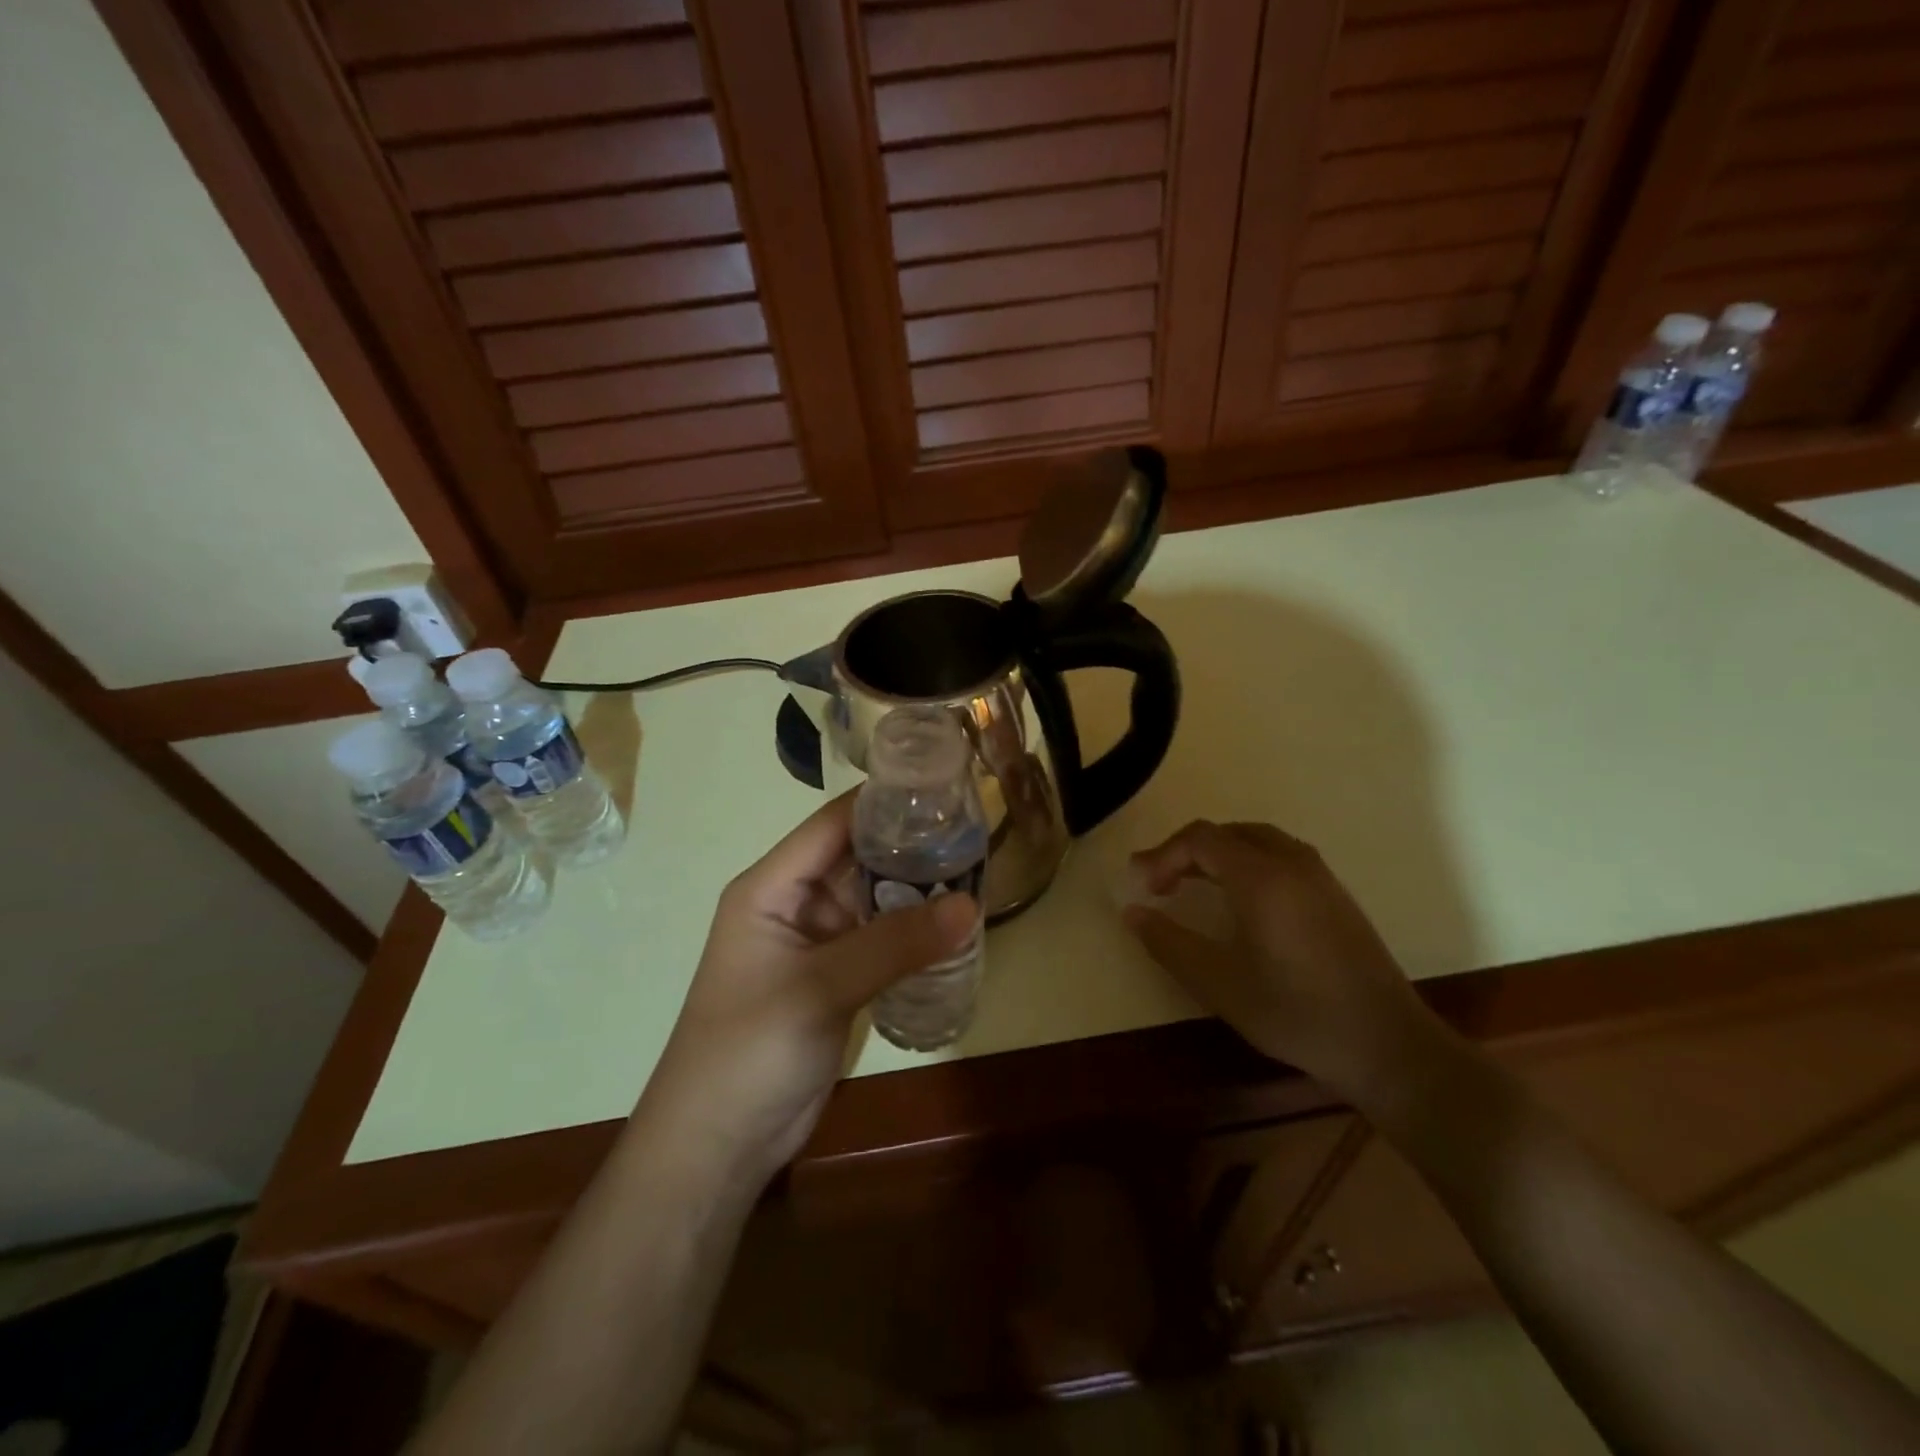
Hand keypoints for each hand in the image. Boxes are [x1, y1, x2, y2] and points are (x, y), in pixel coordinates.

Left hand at [644, 794, 975, 1177]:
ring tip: (978, 869)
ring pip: (875, 899)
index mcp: (771, 886)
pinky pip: (882, 940)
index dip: (883, 802)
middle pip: (859, 857)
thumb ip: (895, 944)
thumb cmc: (748, 1051)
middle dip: (912, 846)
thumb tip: (971, 904)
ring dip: (918, 890)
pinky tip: (957, 924)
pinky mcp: (837, 978)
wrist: (717, 1147)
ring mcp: (818, 943)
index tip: (942, 787)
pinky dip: (915, 932)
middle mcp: (795, 903)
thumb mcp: (819, 988)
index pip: (833, 825)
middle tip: (975, 831)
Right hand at [1123, 820, 1432, 1102]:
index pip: (1199, 839)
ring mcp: (1320, 877)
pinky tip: (1242, 900)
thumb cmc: (1296, 1013)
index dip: (1163, 855)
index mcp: (1261, 877)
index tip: (1145, 889)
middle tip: (1161, 882)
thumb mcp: (1218, 983)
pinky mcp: (1337, 896)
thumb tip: (1132, 912)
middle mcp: (1292, 863)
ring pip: (1258, 840)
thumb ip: (1168, 943)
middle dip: (1187, 850)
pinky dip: (1247, 862)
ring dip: (1218, 853)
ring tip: (1194, 883)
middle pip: (1228, 832)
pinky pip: (1281, 856)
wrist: (1388, 1047)